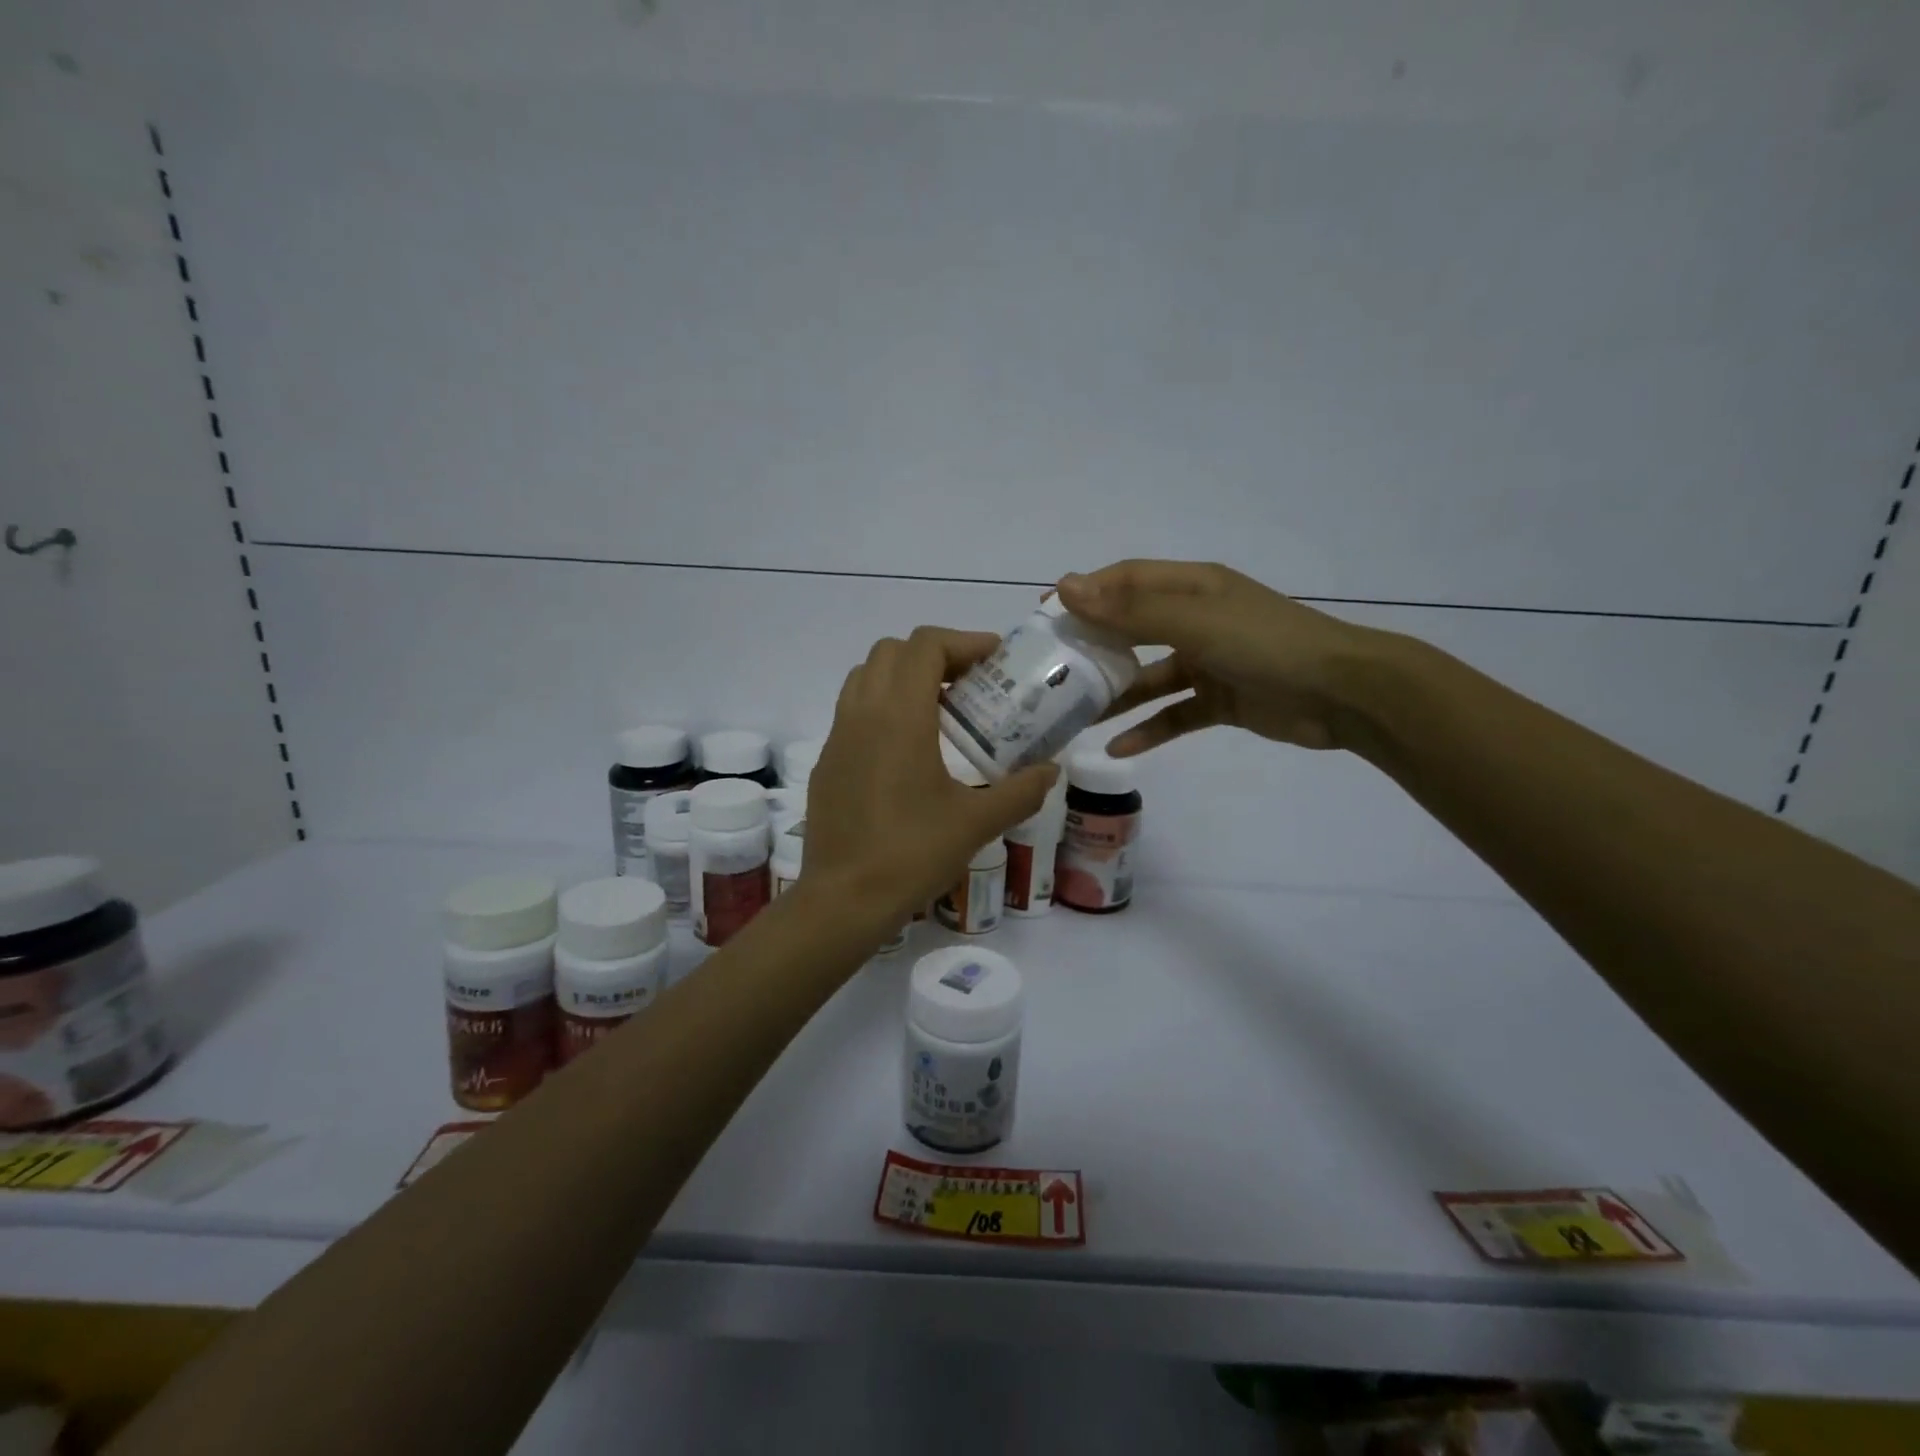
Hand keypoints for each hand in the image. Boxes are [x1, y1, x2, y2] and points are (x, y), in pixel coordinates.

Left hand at [805, 627, 1058, 923]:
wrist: (844, 899)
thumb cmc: (912, 854)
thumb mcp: (977, 823)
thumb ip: (1021, 791)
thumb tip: (1052, 771)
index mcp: (899, 716)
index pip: (925, 645)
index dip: (963, 641)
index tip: (995, 660)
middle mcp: (862, 713)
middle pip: (892, 651)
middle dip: (934, 654)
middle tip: (970, 683)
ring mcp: (837, 736)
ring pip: (866, 677)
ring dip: (903, 676)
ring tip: (940, 709)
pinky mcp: (827, 761)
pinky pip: (853, 711)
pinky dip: (882, 706)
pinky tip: (908, 749)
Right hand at [1055, 560, 1387, 755]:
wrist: (1344, 694)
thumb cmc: (1266, 644)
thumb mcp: (1194, 622)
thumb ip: (1130, 610)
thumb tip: (1065, 587)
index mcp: (1192, 588)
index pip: (1126, 580)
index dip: (1086, 593)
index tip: (1045, 617)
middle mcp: (1196, 620)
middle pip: (1133, 628)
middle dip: (1094, 647)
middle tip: (1051, 670)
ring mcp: (1209, 662)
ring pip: (1149, 677)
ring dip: (1116, 695)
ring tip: (1074, 716)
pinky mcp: (1220, 701)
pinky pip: (1175, 714)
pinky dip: (1149, 730)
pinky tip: (1117, 749)